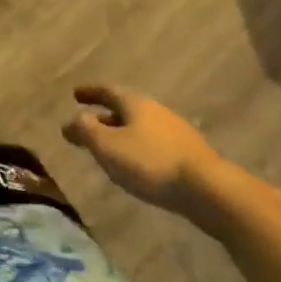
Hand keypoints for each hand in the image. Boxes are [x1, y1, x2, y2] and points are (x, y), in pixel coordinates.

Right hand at [62, 86, 227, 219]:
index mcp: (135, 103)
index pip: (107, 90)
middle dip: (105, 116)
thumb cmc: (150, 162)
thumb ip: (85, 130)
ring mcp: (176, 132)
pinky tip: (138, 166)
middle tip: (88, 125)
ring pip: (141, 128)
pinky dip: (140, 149)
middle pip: (125, 109)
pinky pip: (155, 145)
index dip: (90, 93)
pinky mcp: (190, 156)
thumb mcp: (107, 146)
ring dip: (123, 134)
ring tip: (111, 148)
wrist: (209, 190)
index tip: (75, 95)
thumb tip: (72, 120)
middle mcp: (156, 110)